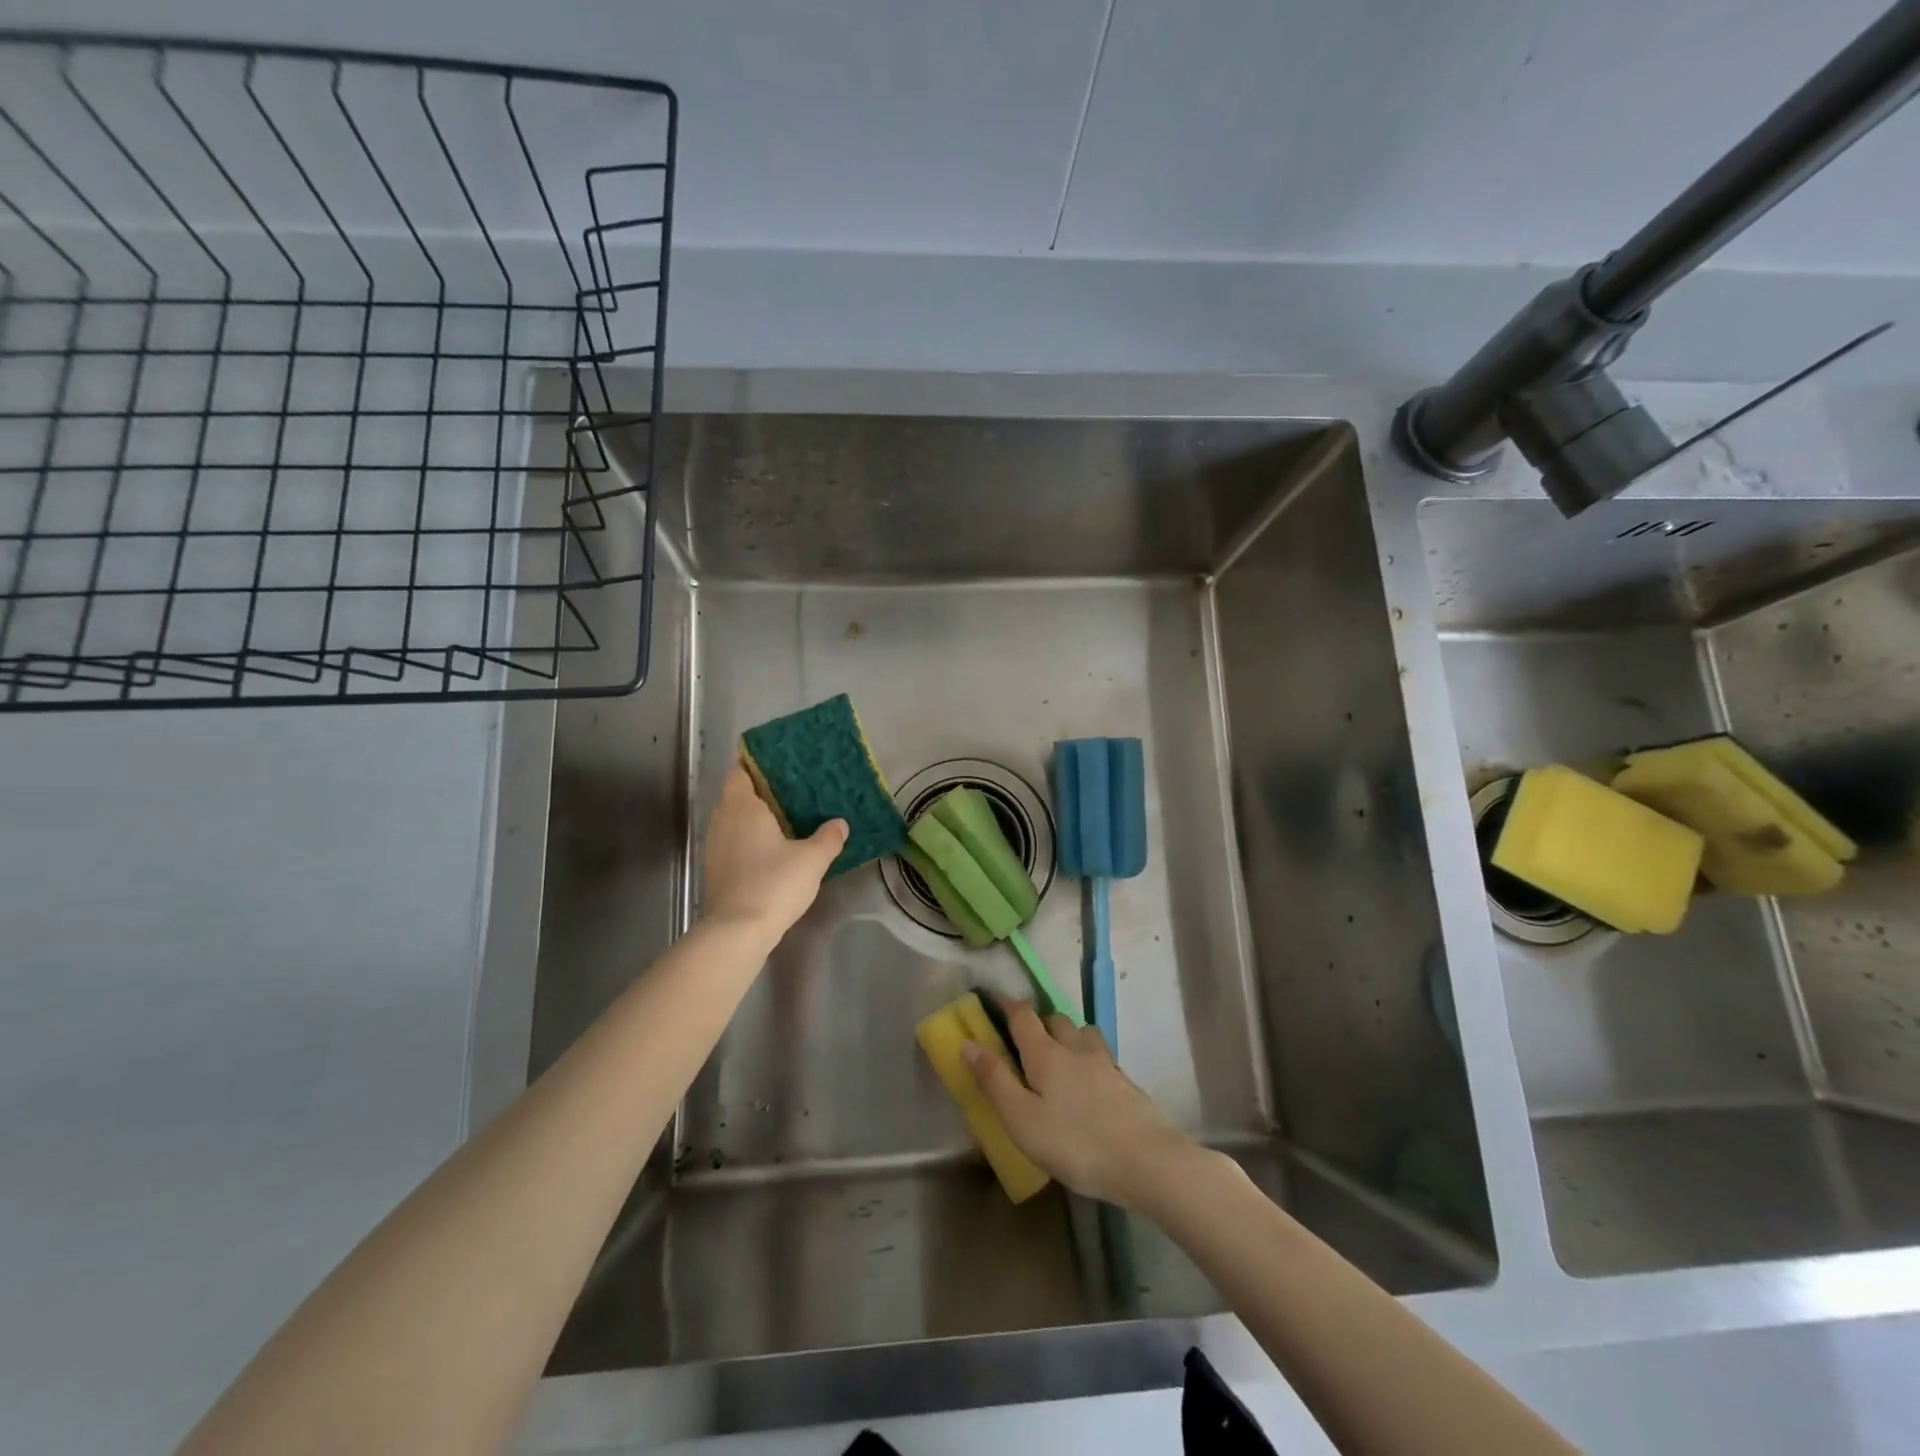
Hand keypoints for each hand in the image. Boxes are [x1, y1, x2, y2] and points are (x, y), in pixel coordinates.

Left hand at [702, 763, 847, 937]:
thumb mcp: (812, 859)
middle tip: (793, 785)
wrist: (738, 931)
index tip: (779, 758)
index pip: (740, 769)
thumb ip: (828, 837)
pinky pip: (734, 839)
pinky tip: (773, 845)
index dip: (756, 760)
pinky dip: (751, 836)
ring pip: (735, 818)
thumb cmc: (774, 883)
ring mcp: (715, 845)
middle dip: (761, 787)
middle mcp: (722, 819)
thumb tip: (839, 823)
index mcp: (742, 805)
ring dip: (756, 814)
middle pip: (738, 793)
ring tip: (786, 814)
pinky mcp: (717, 868)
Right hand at [962, 1000, 1197, 1209]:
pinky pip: (1100, 1056)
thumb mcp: (1022, 1119)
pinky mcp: (1125, 1082)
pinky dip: (1087, 1058)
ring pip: (1081, 1033)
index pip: (1023, 1015)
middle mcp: (1075, 1048)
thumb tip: (968, 1042)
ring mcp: (1105, 1063)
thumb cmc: (1075, 1143)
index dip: (1006, 1005)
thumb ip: (994, 1080)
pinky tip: (1088, 1083)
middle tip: (1024, 1041)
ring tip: (1058, 1058)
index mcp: (1045, 1054)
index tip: (993, 1002)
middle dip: (1037, 1022)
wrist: (1146, 1160)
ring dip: (1066, 1035)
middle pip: (1054, 1019)